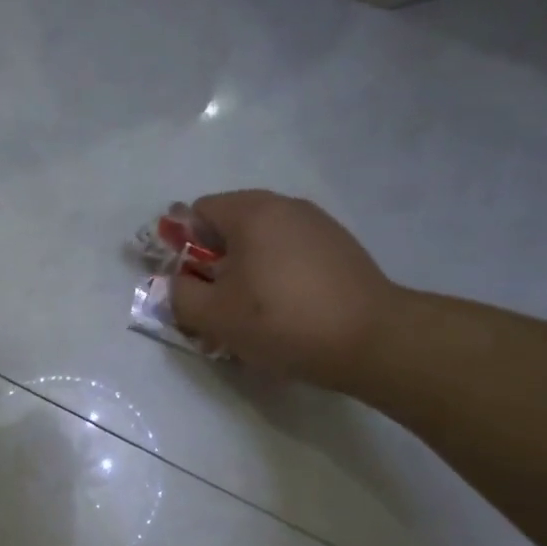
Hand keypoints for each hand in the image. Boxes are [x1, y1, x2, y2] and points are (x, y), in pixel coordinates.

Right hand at [169, 190, 400, 390]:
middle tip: (212, 306)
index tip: (185, 283)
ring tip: (248, 316)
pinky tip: (282, 313)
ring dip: (244, 274)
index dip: (181, 246)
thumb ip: (180, 295)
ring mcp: (318, 226)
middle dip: (212, 264)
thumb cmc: (281, 320)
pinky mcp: (339, 250)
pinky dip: (275, 278)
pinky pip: (289, 256)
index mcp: (252, 211)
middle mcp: (286, 206)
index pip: (197, 211)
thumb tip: (176, 283)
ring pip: (261, 245)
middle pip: (230, 227)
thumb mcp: (214, 315)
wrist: (369, 339)